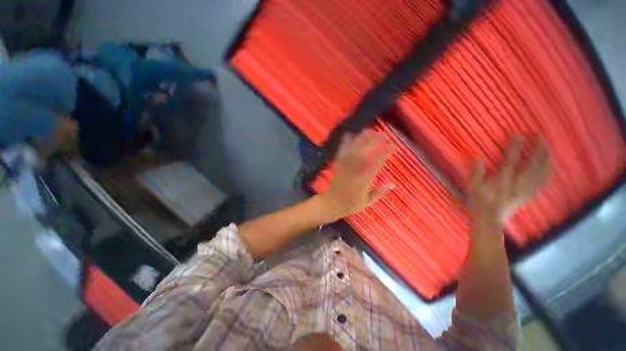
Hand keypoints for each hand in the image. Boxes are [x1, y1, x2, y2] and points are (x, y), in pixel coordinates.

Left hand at [320, 130, 392, 220]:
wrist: (330, 204)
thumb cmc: (350, 205)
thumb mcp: (367, 202)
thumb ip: (379, 192)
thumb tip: (392, 182)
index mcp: (363, 182)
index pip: (376, 165)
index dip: (384, 154)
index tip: (392, 145)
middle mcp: (354, 172)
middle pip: (364, 154)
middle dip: (374, 142)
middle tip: (382, 134)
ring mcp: (344, 168)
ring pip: (353, 150)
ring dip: (361, 139)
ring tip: (369, 130)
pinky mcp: (337, 165)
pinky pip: (341, 152)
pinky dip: (345, 143)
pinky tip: (350, 134)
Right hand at [467, 136, 550, 235]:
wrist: (490, 220)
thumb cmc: (478, 202)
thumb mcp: (471, 188)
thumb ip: (475, 173)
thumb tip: (477, 157)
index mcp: (501, 181)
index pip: (510, 161)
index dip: (515, 147)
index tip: (517, 134)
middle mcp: (517, 184)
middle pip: (532, 165)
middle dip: (537, 149)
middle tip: (539, 136)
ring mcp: (525, 190)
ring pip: (541, 173)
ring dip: (546, 158)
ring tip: (547, 147)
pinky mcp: (529, 195)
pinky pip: (542, 182)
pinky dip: (547, 171)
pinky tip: (548, 165)